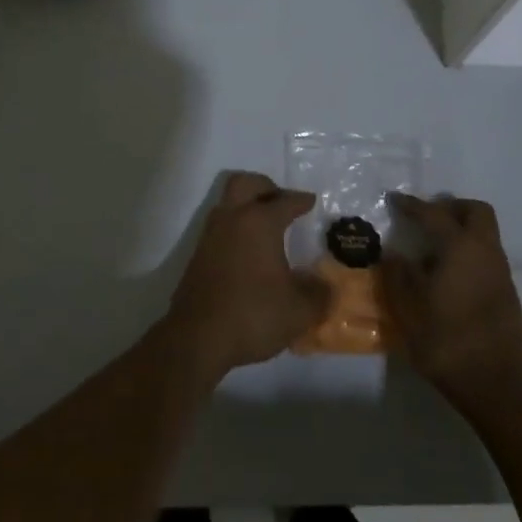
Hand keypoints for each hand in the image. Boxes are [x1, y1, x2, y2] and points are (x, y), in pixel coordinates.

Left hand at [166, 173, 328, 378]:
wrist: (197, 337)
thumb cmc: (253, 315)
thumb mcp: (299, 311)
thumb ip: (319, 294)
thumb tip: (325, 285)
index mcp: (260, 222)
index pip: (285, 201)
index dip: (301, 200)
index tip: (310, 201)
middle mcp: (233, 219)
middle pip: (246, 183)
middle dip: (266, 187)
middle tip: (282, 202)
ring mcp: (211, 235)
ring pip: (228, 202)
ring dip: (247, 205)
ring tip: (266, 227)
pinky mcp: (198, 255)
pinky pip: (220, 226)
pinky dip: (236, 228)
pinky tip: (248, 251)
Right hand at [385, 193, 521, 409]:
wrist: (499, 385)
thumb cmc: (448, 341)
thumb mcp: (409, 310)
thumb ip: (398, 276)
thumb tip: (394, 255)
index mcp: (460, 247)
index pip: (434, 214)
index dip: (412, 205)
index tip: (395, 200)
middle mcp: (485, 251)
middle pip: (475, 212)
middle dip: (451, 208)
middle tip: (427, 219)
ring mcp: (501, 272)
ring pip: (484, 234)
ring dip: (461, 231)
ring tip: (433, 250)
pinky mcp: (507, 293)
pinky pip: (487, 256)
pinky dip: (469, 253)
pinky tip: (449, 277)